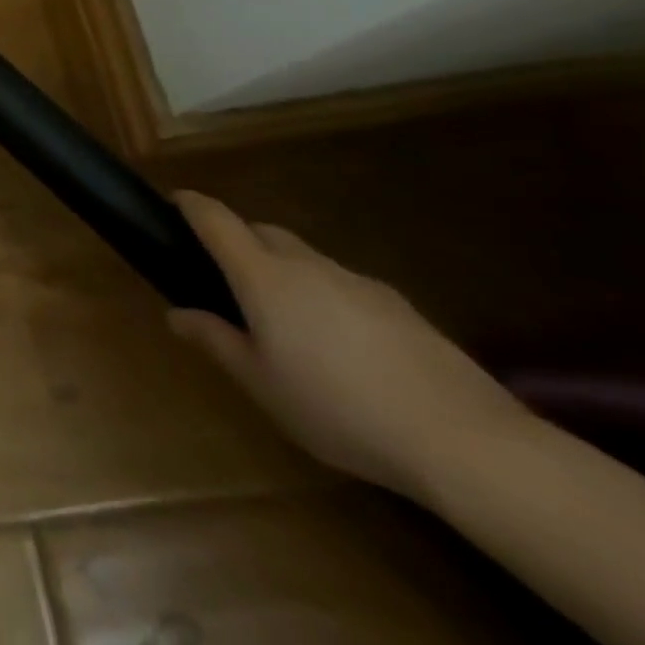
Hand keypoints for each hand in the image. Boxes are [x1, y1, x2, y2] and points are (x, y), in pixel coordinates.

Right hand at [168, 191, 526, 500]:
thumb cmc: (340, 408)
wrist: (469, 442)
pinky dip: (327, 298)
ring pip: (307, 260)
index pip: (216, 219)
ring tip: (287, 321)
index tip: (174, 201)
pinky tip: (343, 349)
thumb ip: (216, 341)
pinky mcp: (402, 309)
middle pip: (263, 232)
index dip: (191, 204)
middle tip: (227, 277)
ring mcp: (360, 283)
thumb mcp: (261, 384)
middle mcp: (307, 265)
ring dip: (286, 272)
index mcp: (263, 276)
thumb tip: (177, 314)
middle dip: (239, 241)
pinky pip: (346, 287)